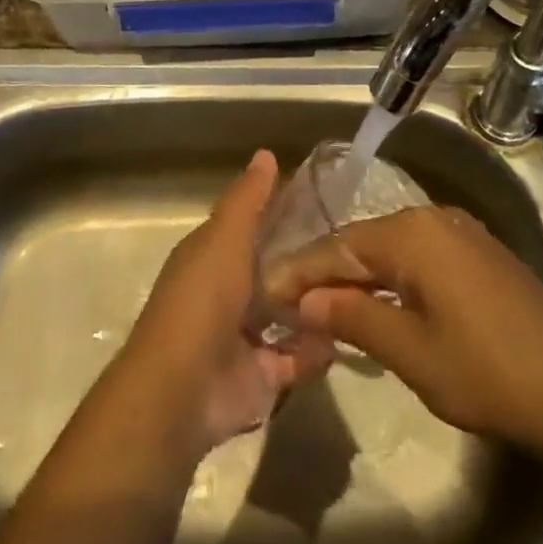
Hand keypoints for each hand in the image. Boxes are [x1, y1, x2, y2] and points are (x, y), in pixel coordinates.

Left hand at [117, 150, 333, 456]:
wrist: (182, 390)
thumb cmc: (201, 300)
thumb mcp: (224, 237)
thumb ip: (248, 199)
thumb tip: (266, 153)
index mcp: (213, 257)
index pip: (253, 227)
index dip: (283, 214)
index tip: (327, 202)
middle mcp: (228, 294)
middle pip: (275, 272)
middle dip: (308, 264)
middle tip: (355, 250)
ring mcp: (245, 337)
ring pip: (290, 315)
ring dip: (317, 306)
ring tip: (360, 288)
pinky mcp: (263, 377)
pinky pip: (299, 358)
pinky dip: (317, 350)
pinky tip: (346, 333)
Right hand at [266, 205, 542, 454]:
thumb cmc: (486, 372)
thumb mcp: (411, 352)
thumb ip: (354, 316)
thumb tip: (306, 299)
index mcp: (413, 234)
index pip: (339, 246)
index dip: (300, 270)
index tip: (264, 290)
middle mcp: (434, 218)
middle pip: (364, 241)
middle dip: (326, 271)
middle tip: (289, 302)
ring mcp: (461, 233)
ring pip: (391, 248)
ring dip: (358, 275)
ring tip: (324, 305)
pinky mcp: (479, 254)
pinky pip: (419, 256)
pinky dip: (391, 278)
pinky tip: (377, 302)